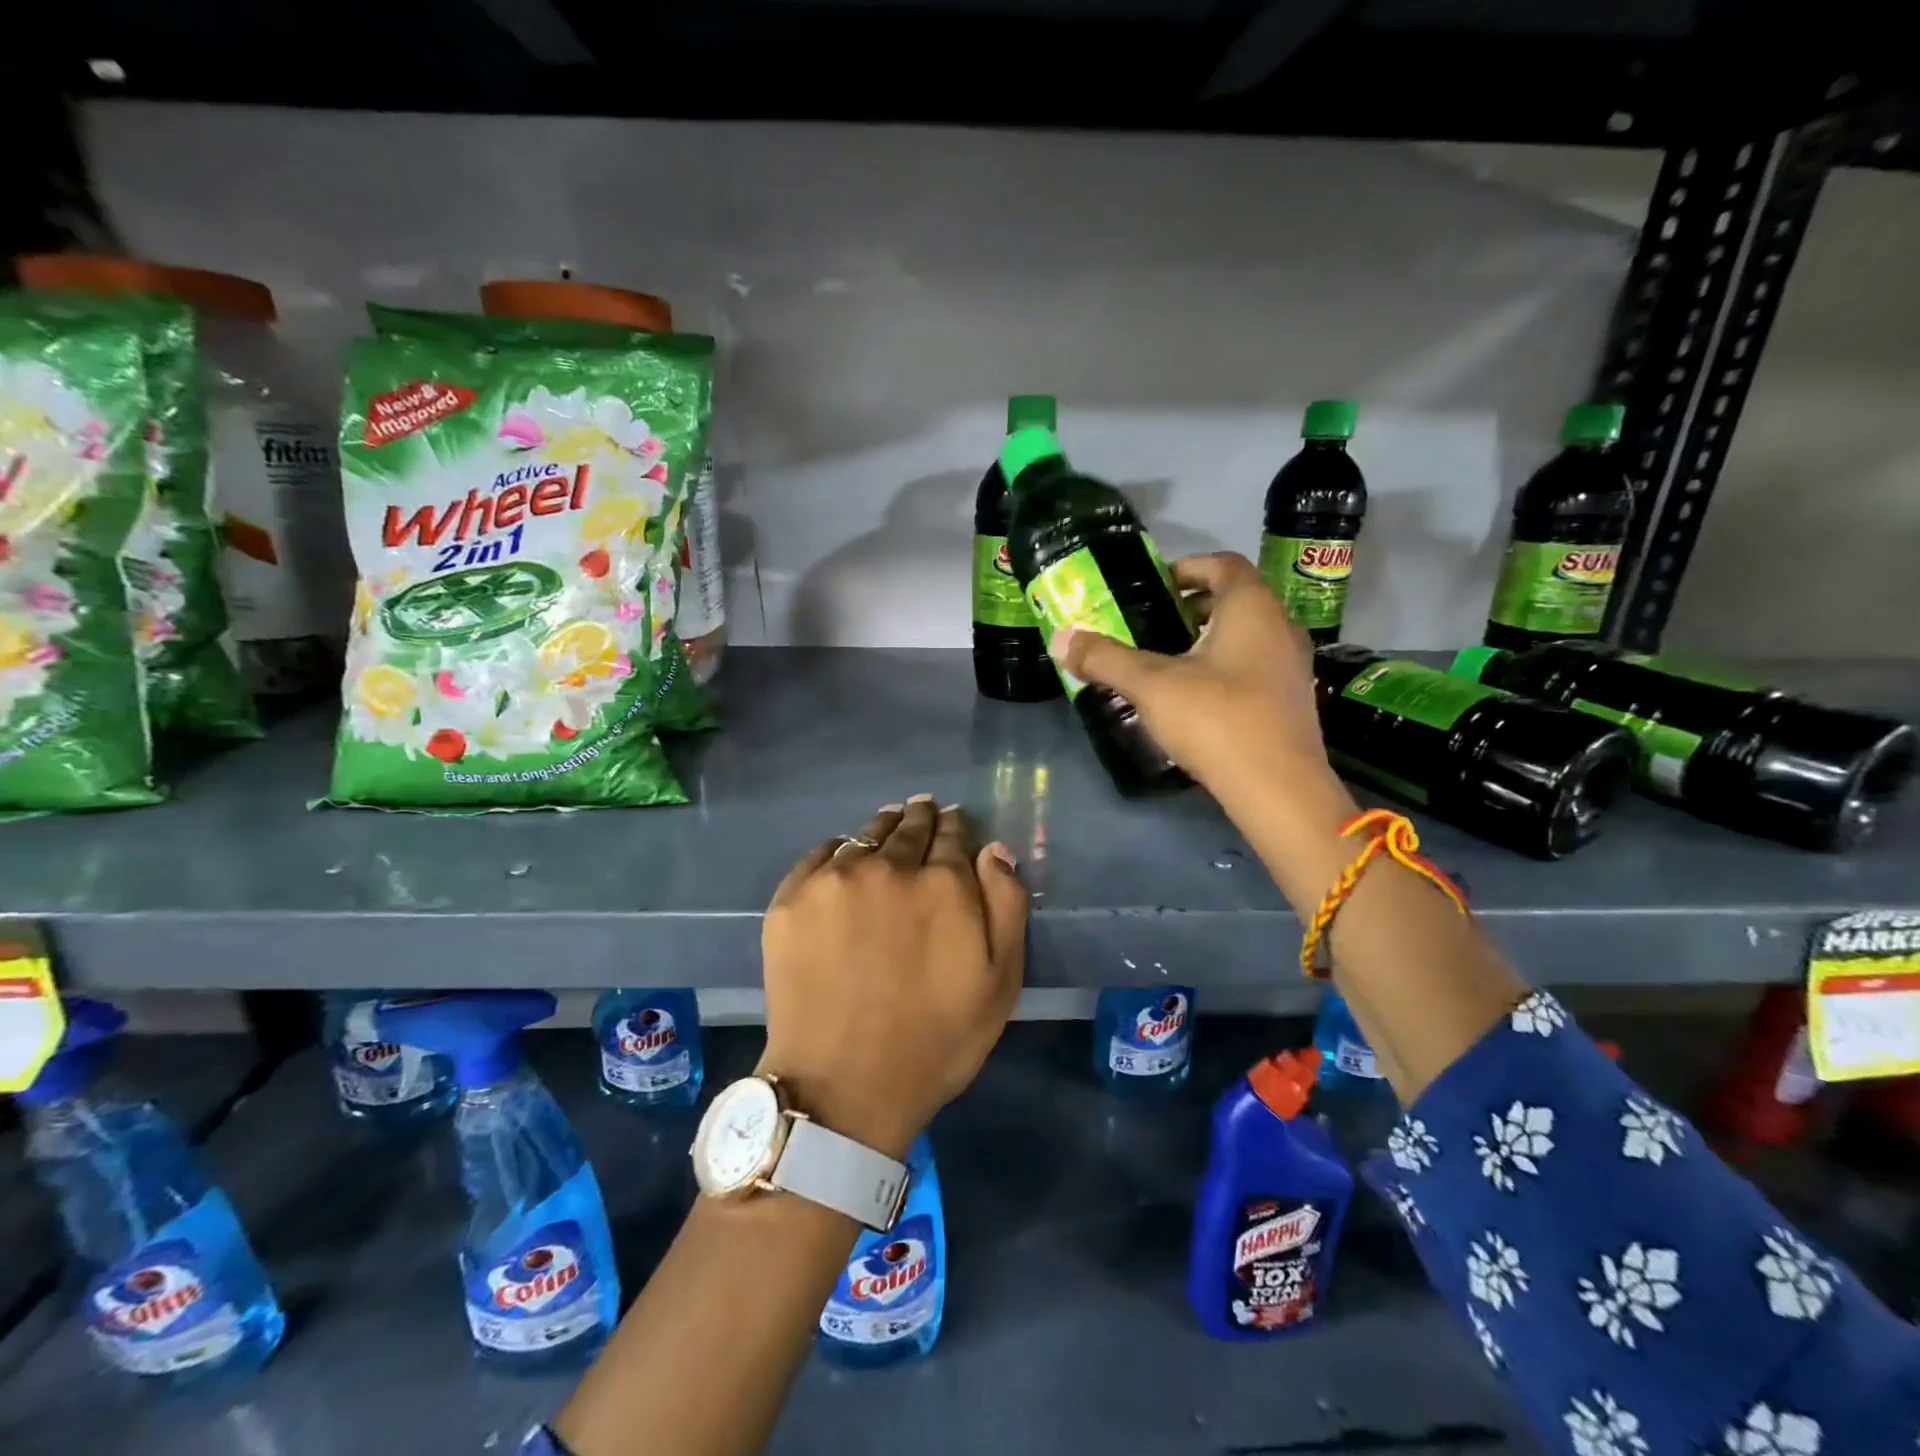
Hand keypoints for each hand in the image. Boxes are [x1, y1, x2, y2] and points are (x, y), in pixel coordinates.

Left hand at [759, 798, 1027, 1159]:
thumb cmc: (935, 1041)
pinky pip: (819, 854)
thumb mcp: (1000, 982)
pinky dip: (837, 850)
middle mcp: (888, 867)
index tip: (955, 821)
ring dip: (882, 828)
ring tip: (888, 824)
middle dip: (921, 818)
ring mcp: (834, 880)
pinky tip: (843, 856)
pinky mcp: (791, 899)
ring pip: (865, 835)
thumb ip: (1006, 905)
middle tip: (922, 810)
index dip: (956, 826)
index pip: (953, 834)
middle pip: (908, 827)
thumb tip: (993, 849)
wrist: (843, 1087)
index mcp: (942, 883)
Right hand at [1053, 551, 1332, 794]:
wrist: (1278, 789)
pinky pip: (1255, 666)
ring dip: (1209, 639)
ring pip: (1247, 635)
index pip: (1223, 565)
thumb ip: (1105, 659)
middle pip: (1236, 599)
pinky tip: (1196, 697)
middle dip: (1193, 606)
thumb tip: (1060, 638)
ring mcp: (1292, 666)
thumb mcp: (1151, 685)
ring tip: (1168, 661)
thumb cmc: (1216, 719)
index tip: (1153, 586)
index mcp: (1251, 608)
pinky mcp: (1291, 701)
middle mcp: (1280, 627)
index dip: (1187, 567)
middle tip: (1153, 624)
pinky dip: (1225, 667)